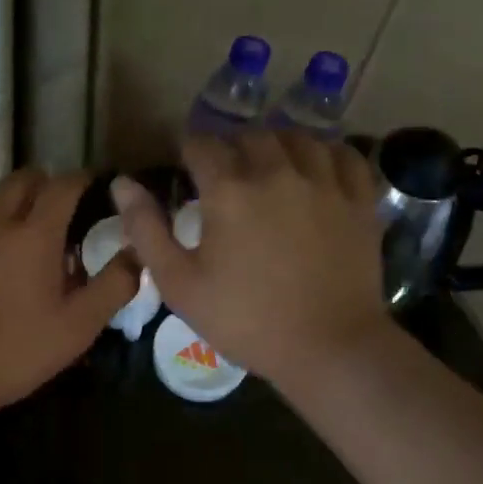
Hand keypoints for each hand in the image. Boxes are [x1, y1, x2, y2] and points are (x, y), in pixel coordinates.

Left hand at [0, 168, 137, 419]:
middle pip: (19, 180)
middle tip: (50, 205)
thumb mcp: (77, 327)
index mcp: (35, 235)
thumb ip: (113, 286)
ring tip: (7, 219)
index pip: (63, 186)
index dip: (80, 180)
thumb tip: (137, 253)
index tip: (89, 185)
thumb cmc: (15, 352)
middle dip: (40, 184)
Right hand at [112, 131, 389, 391]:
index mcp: (229, 190)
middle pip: (250, 136)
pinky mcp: (359, 199)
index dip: (187, 150)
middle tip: (225, 174)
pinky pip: (344, 155)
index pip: (201, 144)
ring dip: (276, 145)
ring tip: (269, 166)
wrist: (327, 347)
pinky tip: (316, 168)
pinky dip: (325, 153)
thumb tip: (122, 184)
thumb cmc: (245, 320)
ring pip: (298, 138)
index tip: (185, 166)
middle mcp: (277, 172)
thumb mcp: (179, 283)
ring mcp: (325, 182)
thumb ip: (146, 229)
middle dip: (231, 147)